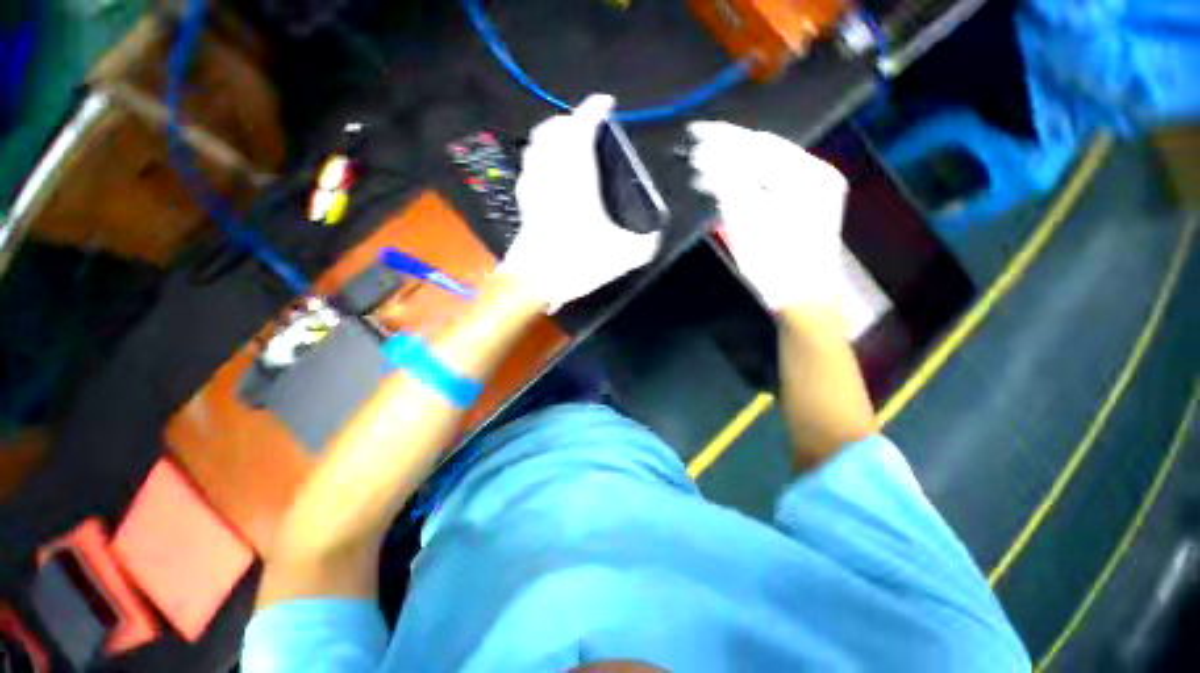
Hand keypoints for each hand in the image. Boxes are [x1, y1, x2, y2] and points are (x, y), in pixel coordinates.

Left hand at [498, 94, 659, 311]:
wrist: (536, 281)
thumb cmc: (577, 261)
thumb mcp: (622, 256)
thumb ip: (645, 244)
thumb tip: (656, 237)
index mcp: (576, 177)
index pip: (582, 127)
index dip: (593, 109)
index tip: (605, 102)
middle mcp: (551, 174)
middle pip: (553, 130)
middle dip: (569, 120)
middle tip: (586, 126)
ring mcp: (533, 187)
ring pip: (536, 146)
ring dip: (551, 136)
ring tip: (566, 144)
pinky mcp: (524, 203)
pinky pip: (529, 167)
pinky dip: (539, 159)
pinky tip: (548, 173)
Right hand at [688, 121, 847, 310]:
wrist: (802, 299)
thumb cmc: (777, 265)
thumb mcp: (748, 224)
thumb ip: (730, 185)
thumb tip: (709, 155)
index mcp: (808, 174)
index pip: (760, 145)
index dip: (726, 138)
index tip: (696, 133)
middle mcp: (815, 174)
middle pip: (764, 152)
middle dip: (728, 150)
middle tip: (695, 148)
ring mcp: (812, 190)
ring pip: (766, 167)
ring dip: (734, 166)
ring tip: (703, 168)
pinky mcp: (802, 205)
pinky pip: (770, 183)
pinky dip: (746, 181)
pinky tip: (727, 183)